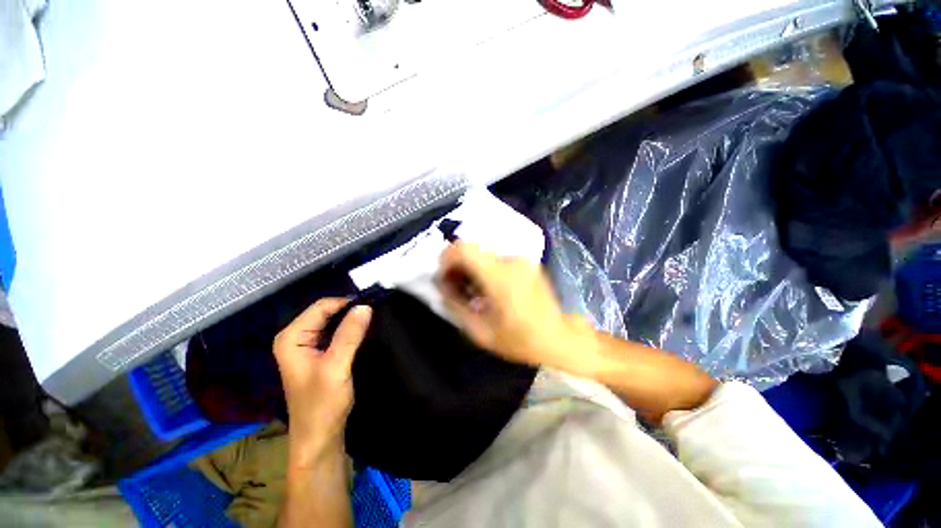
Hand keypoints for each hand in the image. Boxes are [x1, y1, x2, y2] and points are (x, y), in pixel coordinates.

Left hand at [273, 298, 371, 466]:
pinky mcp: (319, 354)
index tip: (373, 305)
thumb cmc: (322, 404)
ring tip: (373, 321)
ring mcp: (307, 346)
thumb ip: (350, 334)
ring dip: (352, 320)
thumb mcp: (336, 366)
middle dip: (350, 311)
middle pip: (327, 312)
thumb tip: (365, 306)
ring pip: (333, 322)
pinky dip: (350, 330)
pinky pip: (336, 333)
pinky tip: (364, 332)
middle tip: (375, 313)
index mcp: (291, 337)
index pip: (322, 306)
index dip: (347, 303)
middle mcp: (296, 337)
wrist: (319, 438)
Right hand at [437, 242, 597, 376]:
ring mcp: (521, 259)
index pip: (464, 248)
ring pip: (483, 253)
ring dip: (471, 268)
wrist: (558, 338)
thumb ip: (455, 306)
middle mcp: (511, 260)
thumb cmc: (520, 340)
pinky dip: (485, 269)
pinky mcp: (526, 263)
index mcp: (500, 277)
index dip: (447, 258)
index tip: (444, 277)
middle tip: (455, 287)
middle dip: (457, 265)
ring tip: (472, 291)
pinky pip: (496, 259)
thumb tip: (442, 285)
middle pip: (472, 249)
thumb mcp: (480, 332)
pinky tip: (488, 289)